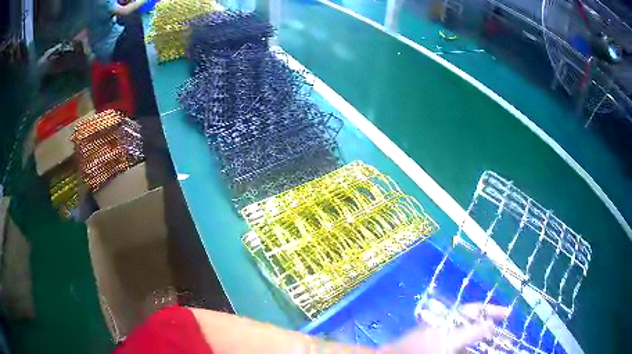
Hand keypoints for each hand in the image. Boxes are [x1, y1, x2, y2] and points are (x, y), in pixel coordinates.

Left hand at [380, 303, 509, 353]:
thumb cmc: (421, 348)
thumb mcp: (449, 340)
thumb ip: (471, 332)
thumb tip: (491, 323)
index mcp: (450, 318)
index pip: (476, 309)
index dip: (492, 310)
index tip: (508, 313)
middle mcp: (449, 327)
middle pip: (474, 325)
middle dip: (488, 330)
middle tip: (503, 337)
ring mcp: (444, 339)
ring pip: (467, 340)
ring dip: (480, 343)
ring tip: (493, 346)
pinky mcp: (441, 348)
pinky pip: (459, 347)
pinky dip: (468, 348)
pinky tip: (476, 349)